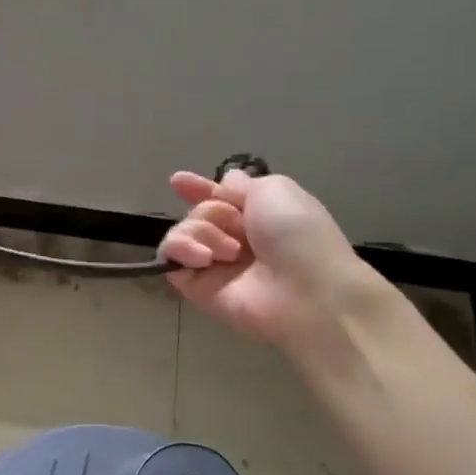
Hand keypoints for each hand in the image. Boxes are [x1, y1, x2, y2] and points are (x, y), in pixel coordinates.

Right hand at [159, 168, 394, 365]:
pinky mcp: (195, 286)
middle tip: (238, 227)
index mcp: (258, 214)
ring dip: (202, 231)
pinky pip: (170, 256)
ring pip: (182, 230)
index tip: (178, 181)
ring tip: (230, 252)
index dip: (199, 188)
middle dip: (212, 211)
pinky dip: (181, 249)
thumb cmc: (296, 235)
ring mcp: (213, 264)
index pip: (219, 198)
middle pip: (200, 210)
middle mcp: (234, 238)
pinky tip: (204, 258)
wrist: (304, 293)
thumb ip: (240, 185)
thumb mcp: (274, 190)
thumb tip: (223, 183)